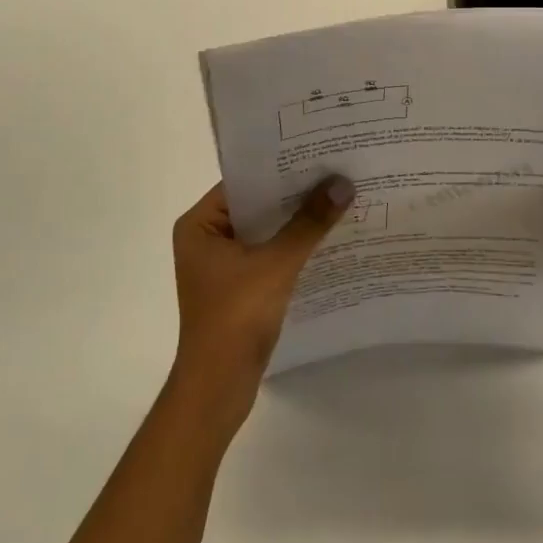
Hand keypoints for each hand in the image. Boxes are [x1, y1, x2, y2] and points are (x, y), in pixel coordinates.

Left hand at [168, 175, 353, 433]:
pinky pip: (269, 254)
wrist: (218, 388)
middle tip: (336, 171)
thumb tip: (342, 184)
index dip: (281, 168)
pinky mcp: (239, 286)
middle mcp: (207, 238)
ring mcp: (222, 264)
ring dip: (297, 221)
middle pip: (257, 205)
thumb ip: (309, 223)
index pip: (244, 182)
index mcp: (199, 225)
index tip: (318, 153)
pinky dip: (294, 246)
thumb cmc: (235, 317)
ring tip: (339, 197)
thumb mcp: (276, 264)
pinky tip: (328, 237)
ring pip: (266, 230)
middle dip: (295, 194)